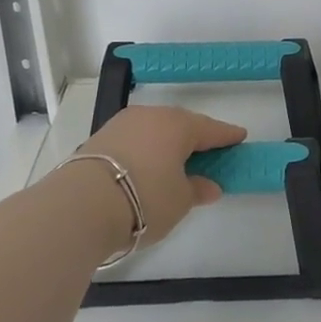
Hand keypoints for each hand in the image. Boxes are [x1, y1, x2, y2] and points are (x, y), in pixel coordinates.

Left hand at [81, 105, 246, 246]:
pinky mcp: (99, 138)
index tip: (240, 137)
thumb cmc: (144, 199)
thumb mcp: (180, 201)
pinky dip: (146, 149)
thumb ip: (197, 189)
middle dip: (195, 137)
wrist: (80, 205)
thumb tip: (209, 185)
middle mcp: (152, 116)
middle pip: (181, 124)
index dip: (227, 135)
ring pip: (154, 129)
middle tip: (208, 151)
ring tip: (175, 160)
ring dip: (167, 142)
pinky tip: (147, 164)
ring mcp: (122, 124)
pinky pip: (134, 139)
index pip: (211, 129)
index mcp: (179, 125)